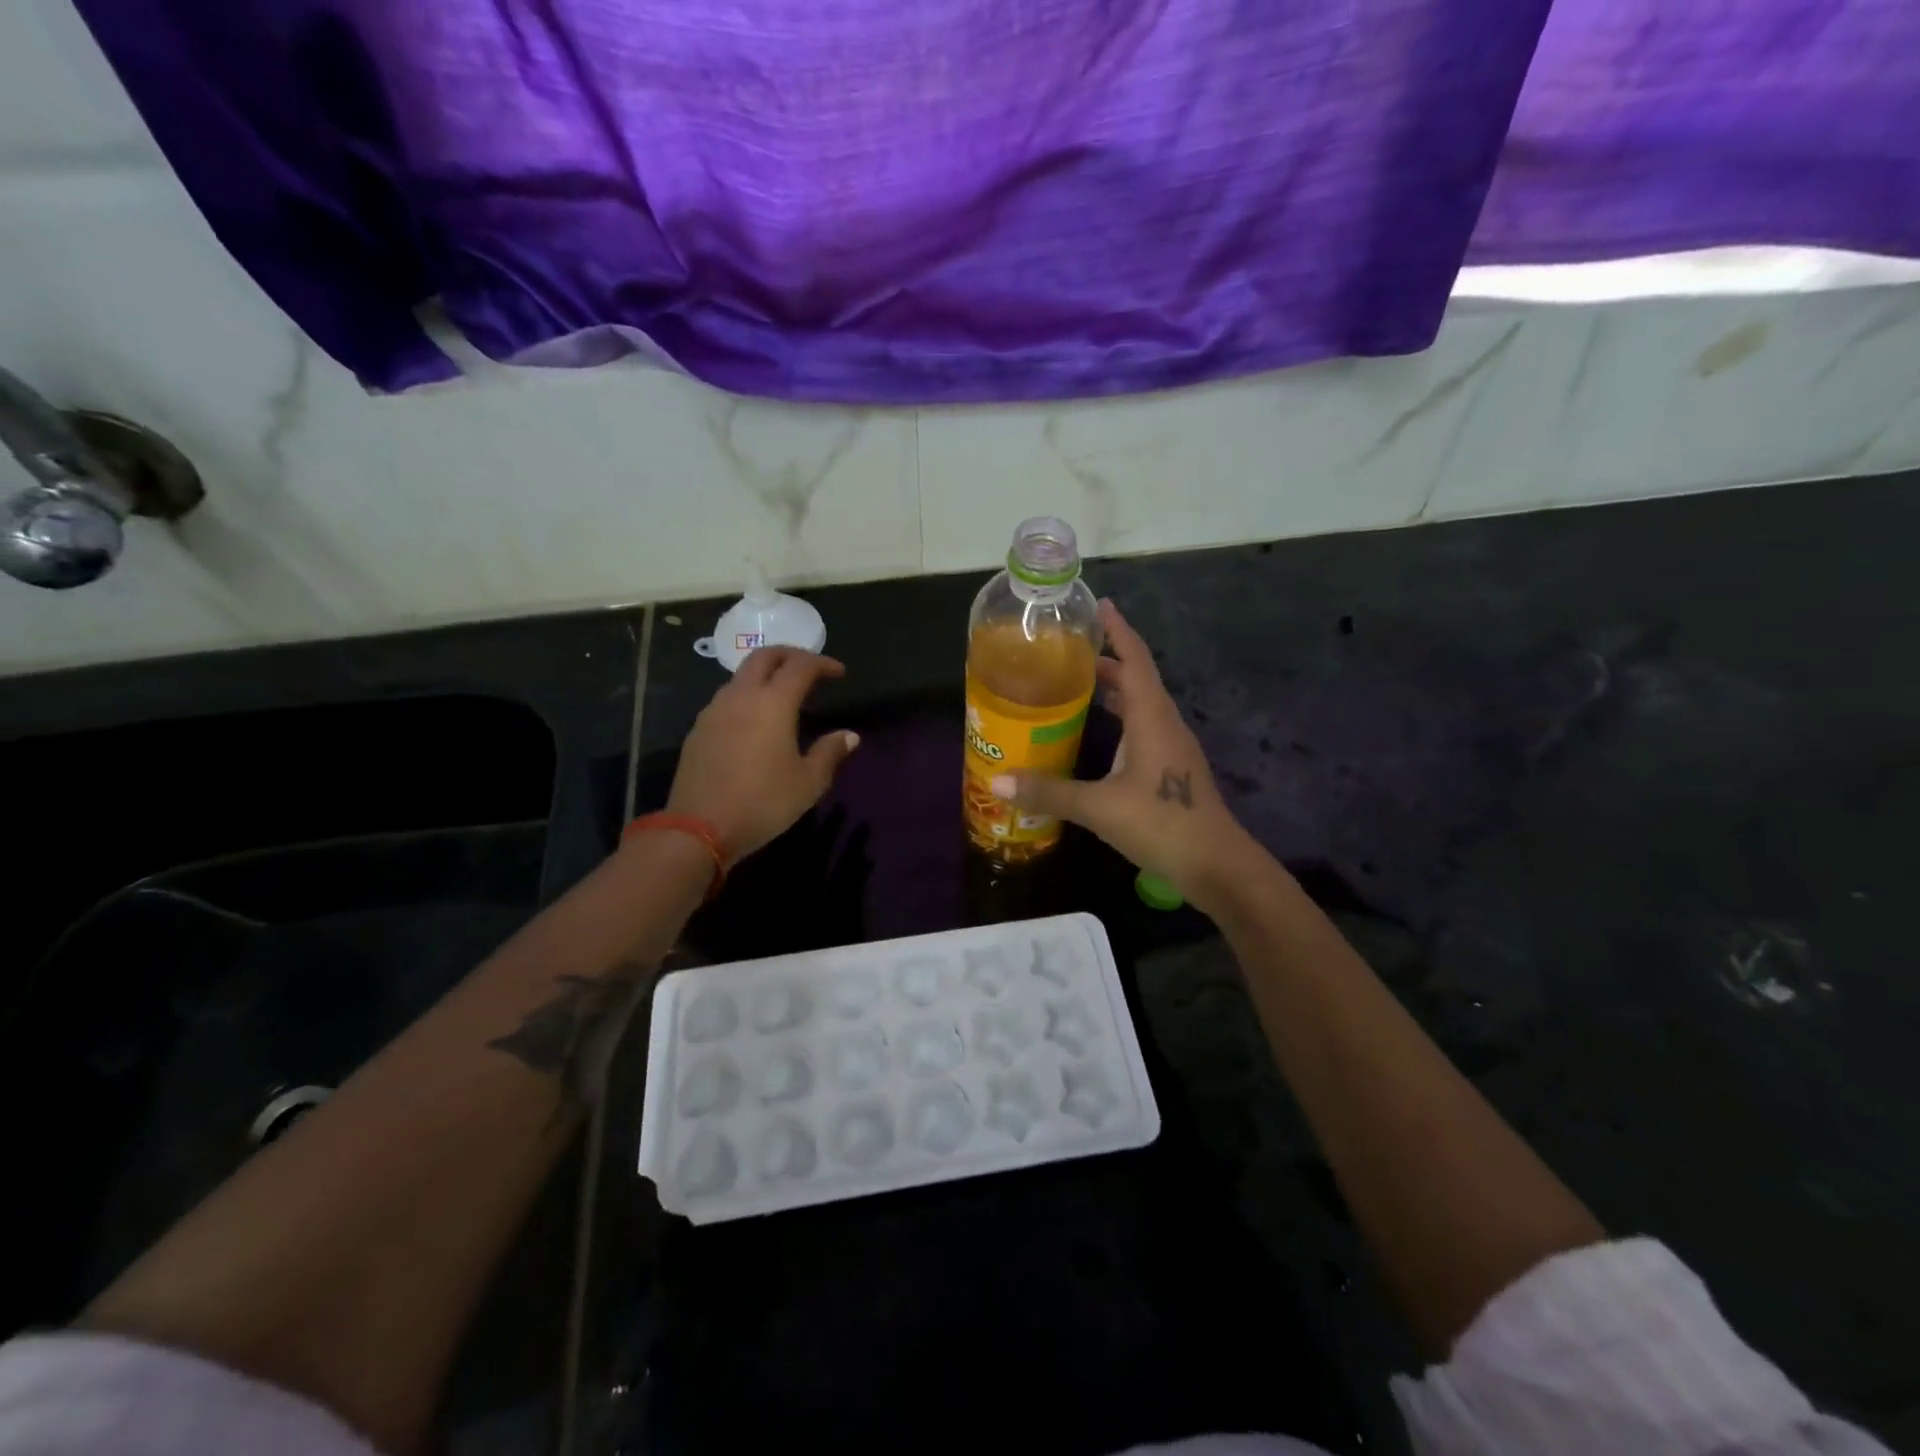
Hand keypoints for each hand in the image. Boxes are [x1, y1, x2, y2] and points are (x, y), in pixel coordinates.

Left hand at [668, 647, 859, 860]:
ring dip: (765, 675)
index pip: (801, 666)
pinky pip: (727, 699)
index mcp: (773, 703)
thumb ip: (830, 753)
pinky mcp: (698, 730)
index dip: (822, 663)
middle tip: (810, 670)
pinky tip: (755, 721)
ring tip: (783, 696)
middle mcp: (741, 696)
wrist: (698, 828)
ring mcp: (715, 711)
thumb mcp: (808, 783)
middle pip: (764, 657)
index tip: (839, 673)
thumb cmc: (763, 802)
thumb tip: (849, 736)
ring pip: (741, 676)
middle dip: (790, 655)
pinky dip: (747, 696)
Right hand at [990, 600, 1254, 908]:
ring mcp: (1171, 748)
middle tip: (1068, 652)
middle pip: (1137, 679)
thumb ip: (1049, 792)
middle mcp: (1165, 724)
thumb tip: (997, 782)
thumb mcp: (1099, 808)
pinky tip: (1098, 736)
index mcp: (1152, 718)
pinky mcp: (1171, 770)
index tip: (1101, 605)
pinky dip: (1120, 719)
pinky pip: (1142, 729)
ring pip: (1141, 706)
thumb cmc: (1162, 824)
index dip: (1118, 631)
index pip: (1135, 660)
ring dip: (1114, 691)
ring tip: (1076, 685)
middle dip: (1106, 661)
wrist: (1217, 866)